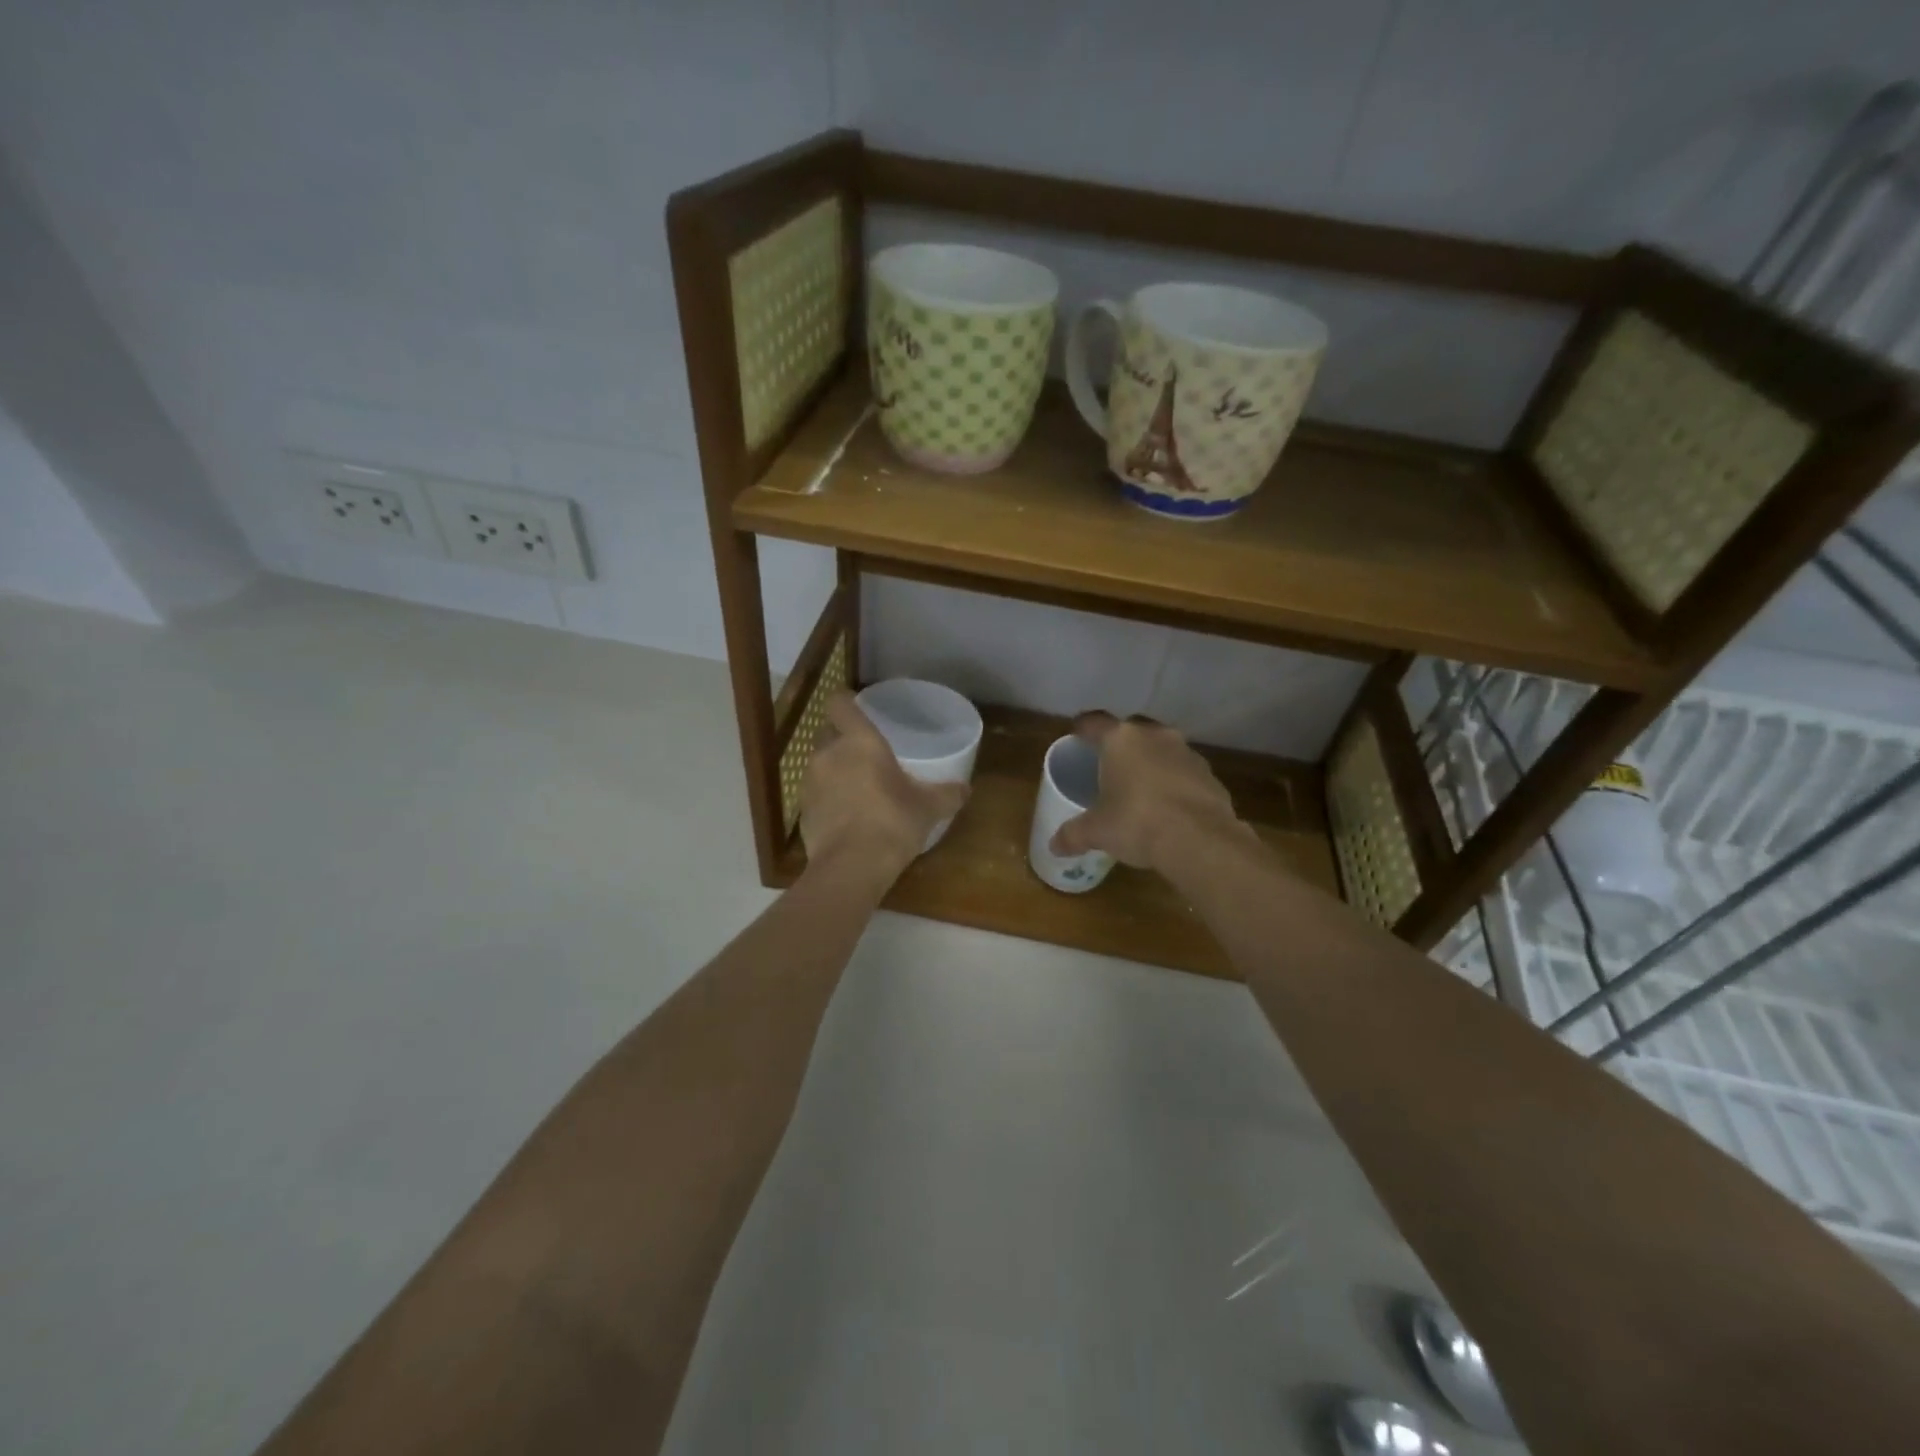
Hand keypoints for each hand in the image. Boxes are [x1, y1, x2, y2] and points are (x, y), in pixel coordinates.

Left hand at [800, 692, 969, 881]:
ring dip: (834, 770)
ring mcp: (810, 782)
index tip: (859, 707)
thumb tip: (966, 788)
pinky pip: (815, 794)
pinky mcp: (802, 811)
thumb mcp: (928, 808)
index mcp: (859, 741)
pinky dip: (827, 799)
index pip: (840, 703)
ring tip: (856, 786)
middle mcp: (828, 754)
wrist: (851, 867)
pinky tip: (846, 816)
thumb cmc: (892, 822)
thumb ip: (947, 794)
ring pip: (819, 764)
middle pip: (827, 732)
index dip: (846, 702)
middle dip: (841, 738)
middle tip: (864, 751)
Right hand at [1049, 712, 1251, 875]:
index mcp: (1121, 739)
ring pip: (1162, 749)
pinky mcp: (1210, 774)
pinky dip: (1174, 783)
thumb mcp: (1096, 831)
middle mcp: (1155, 736)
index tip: (1076, 736)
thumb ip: (1073, 834)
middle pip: (1131, 731)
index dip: (1083, 728)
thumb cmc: (1137, 823)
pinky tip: (1168, 806)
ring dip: (1151, 762)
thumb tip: (1054, 845)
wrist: (1200, 840)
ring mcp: (1187, 753)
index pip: (1094, 722)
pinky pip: (1184, 772)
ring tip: (1140, 787)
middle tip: (1108, 766)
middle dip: (1120, 745)